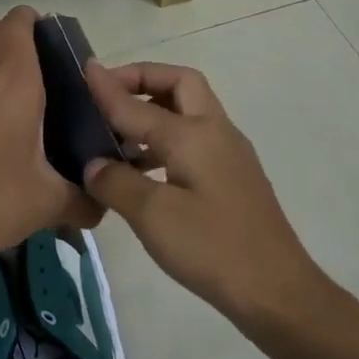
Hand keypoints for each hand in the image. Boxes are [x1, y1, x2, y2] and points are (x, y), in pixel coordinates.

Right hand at [83, 60, 317, 326]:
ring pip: (188, 113)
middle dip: (143, 81)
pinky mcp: (231, 178)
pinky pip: (193, 141)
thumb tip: (93, 163)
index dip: (107, 86)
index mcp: (194, 134)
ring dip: (153, 112)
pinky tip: (139, 171)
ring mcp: (228, 154)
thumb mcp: (153, 215)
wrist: (276, 290)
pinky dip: (164, 141)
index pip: (138, 103)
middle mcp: (215, 132)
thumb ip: (116, 182)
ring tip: (115, 134)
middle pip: (180, 84)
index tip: (82, 68)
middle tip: (108, 96)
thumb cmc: (212, 248)